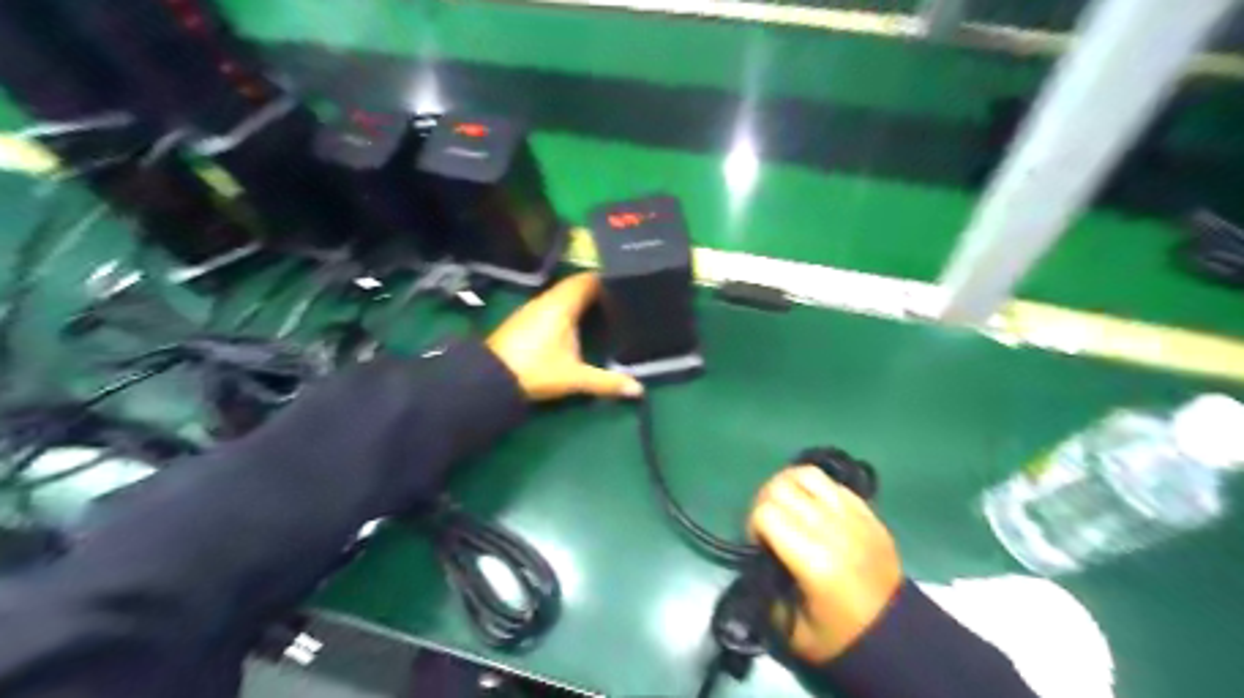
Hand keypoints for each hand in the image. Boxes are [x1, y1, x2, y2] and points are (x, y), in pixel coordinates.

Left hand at [486, 273, 641, 402]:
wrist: (489, 377)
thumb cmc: (536, 370)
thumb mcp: (575, 378)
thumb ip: (607, 382)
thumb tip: (639, 390)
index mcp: (563, 305)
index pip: (588, 279)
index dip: (607, 279)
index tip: (627, 283)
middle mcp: (548, 300)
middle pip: (576, 285)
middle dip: (597, 289)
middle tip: (621, 297)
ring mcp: (533, 308)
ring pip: (562, 294)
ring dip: (581, 298)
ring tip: (604, 307)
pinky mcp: (524, 319)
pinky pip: (552, 304)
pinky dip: (567, 307)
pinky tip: (576, 322)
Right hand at [747, 465, 904, 662]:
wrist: (896, 636)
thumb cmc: (840, 636)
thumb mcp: (791, 628)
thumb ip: (767, 585)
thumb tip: (759, 554)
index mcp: (814, 560)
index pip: (766, 512)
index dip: (752, 524)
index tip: (758, 545)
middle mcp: (834, 528)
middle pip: (782, 486)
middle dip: (765, 501)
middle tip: (768, 525)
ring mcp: (854, 516)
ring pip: (807, 474)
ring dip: (788, 486)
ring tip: (788, 508)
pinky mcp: (868, 512)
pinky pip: (832, 483)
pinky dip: (814, 488)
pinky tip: (812, 509)